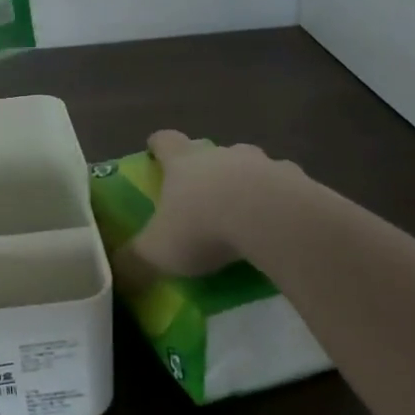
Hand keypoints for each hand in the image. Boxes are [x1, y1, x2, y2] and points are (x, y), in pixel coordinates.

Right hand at [127, 130, 304, 276]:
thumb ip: (134, 261)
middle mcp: (221, 155)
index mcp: (184, 163)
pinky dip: (283, 202)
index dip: (158, 146)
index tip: (156, 152)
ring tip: (248, 214)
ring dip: (248, 183)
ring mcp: (263, 164)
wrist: (274, 221)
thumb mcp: (158, 251)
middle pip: (211, 151)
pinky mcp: (299, 181)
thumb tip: (115, 274)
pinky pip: (288, 188)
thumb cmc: (204, 227)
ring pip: (252, 166)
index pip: (165, 141)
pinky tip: (283, 227)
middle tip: (204, 195)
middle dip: (207, 168)